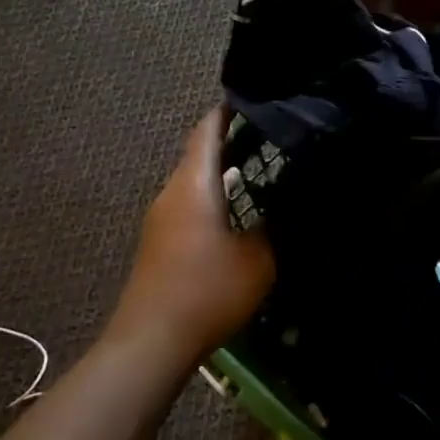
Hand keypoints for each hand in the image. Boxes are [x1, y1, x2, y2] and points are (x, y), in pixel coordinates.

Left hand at [110, 107, 274, 361]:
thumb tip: (289, 203)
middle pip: (199, 152)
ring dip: (221, 170)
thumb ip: (276, 226)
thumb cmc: (206, 291)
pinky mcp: (160, 241)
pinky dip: (213, 194)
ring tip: (260, 169)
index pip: (208, 129)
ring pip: (194, 179)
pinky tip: (238, 210)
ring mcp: (161, 217)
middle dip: (231, 139)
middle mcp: (172, 191)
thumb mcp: (258, 259)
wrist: (151, 341)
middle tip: (271, 135)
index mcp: (194, 184)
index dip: (228, 110)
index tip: (256, 99)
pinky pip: (189, 202)